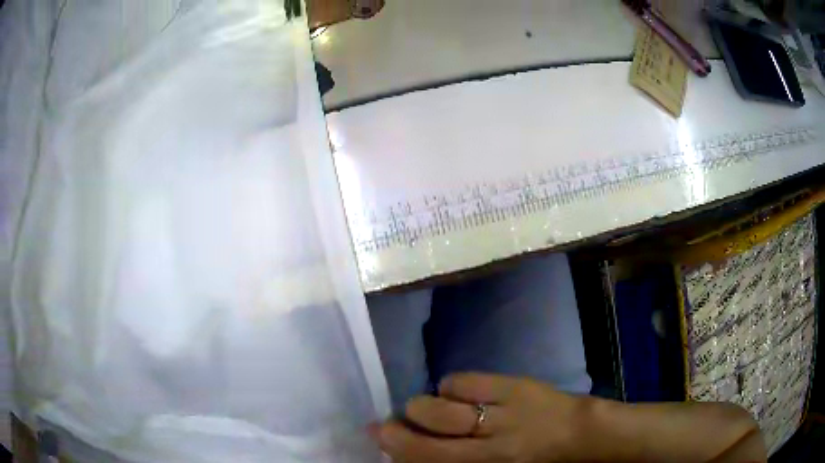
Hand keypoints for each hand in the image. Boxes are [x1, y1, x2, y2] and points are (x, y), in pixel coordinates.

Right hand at [370, 373, 586, 462]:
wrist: (577, 433)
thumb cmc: (532, 462)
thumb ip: (455, 460)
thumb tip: (411, 449)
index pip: (430, 459)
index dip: (398, 448)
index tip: (380, 437)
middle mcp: (489, 445)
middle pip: (429, 431)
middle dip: (401, 426)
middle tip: (394, 422)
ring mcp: (502, 412)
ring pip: (442, 405)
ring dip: (424, 405)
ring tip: (429, 408)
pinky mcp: (513, 386)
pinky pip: (464, 381)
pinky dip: (452, 387)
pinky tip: (460, 394)